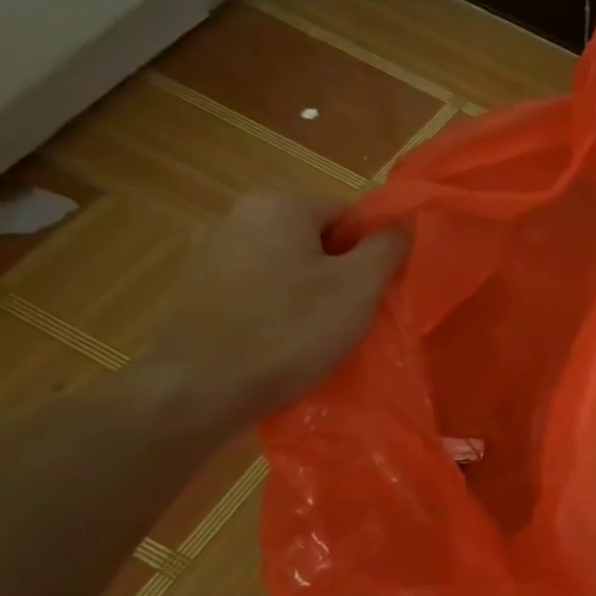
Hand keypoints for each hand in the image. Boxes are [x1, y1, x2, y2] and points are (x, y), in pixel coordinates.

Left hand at [133, 192, 405, 433]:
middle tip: (353, 314)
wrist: (199, 390)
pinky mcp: (193, 290)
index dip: (371, 250)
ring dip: (307, 291)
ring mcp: (208, 253)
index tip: (376, 289)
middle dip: (339, 271)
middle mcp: (236, 216)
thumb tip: (402, 225)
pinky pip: (254, 289)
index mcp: (278, 205)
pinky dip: (274, 308)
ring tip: (318, 333)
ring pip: (284, 265)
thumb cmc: (290, 331)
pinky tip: (281, 341)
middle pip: (314, 238)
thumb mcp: (359, 287)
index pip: (348, 213)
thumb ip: (388, 247)